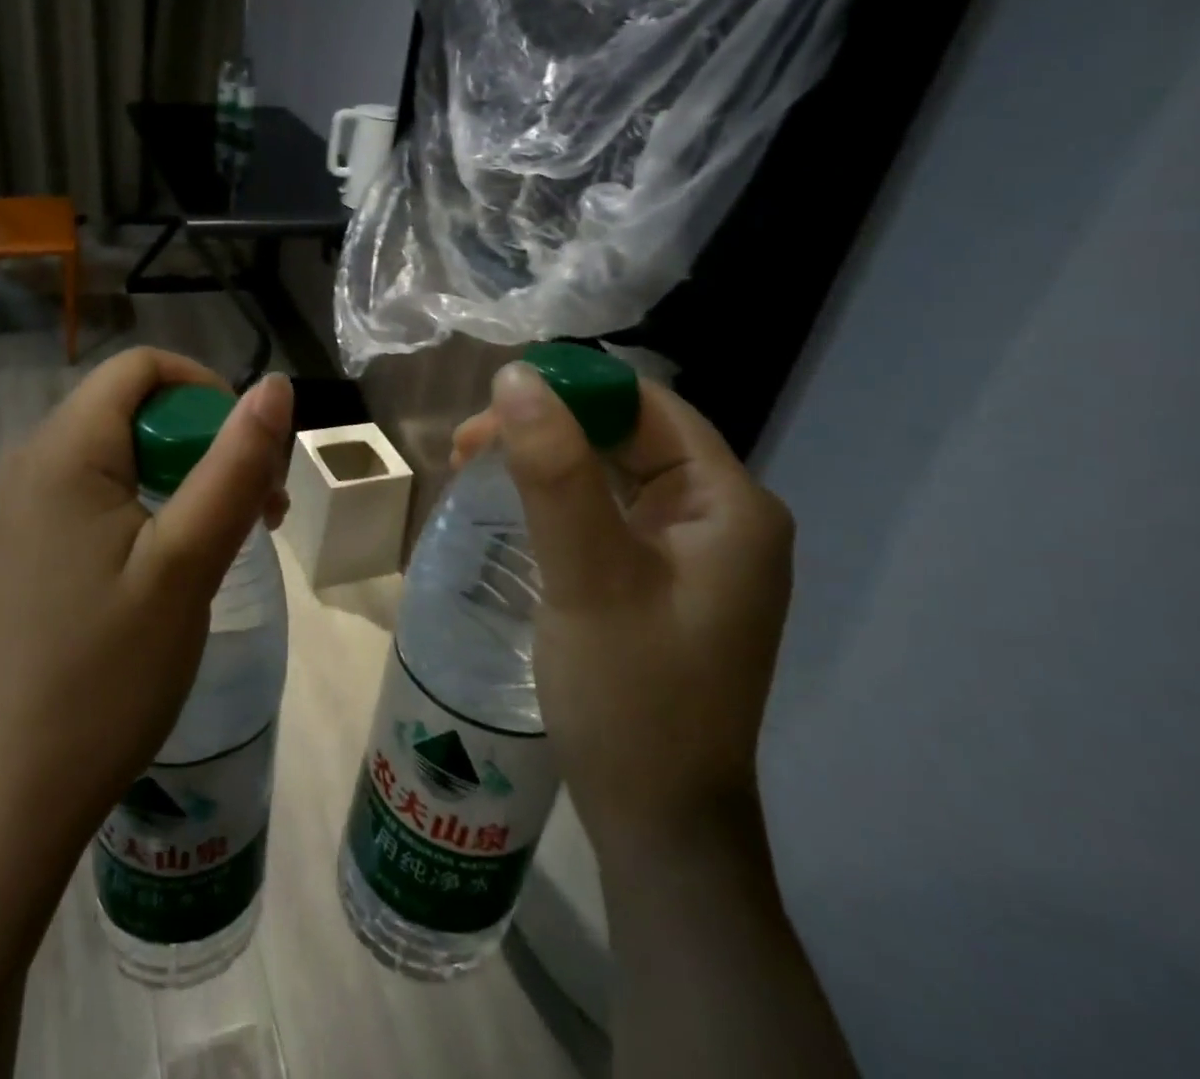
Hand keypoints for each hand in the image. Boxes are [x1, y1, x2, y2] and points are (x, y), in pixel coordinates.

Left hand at [0, 349, 292, 848]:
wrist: (14, 792)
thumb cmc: (107, 673)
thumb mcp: (187, 562)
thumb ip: (234, 466)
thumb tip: (274, 385)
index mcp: (62, 452)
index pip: (141, 368)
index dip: (206, 389)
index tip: (251, 451)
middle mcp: (31, 463)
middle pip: (133, 408)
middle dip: (205, 439)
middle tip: (258, 509)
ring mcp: (22, 509)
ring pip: (121, 452)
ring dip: (185, 475)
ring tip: (229, 538)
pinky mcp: (26, 548)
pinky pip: (97, 493)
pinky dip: (150, 504)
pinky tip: (176, 561)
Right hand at [453, 364, 793, 856]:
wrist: (658, 823)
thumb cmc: (631, 697)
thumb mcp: (587, 576)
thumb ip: (554, 473)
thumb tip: (516, 376)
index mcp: (730, 504)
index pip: (648, 407)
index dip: (570, 390)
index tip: (492, 404)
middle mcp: (722, 518)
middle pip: (628, 436)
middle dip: (547, 427)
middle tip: (468, 445)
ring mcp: (694, 552)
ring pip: (613, 472)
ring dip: (546, 460)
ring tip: (475, 466)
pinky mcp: (664, 579)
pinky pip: (609, 512)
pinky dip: (558, 498)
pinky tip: (514, 504)